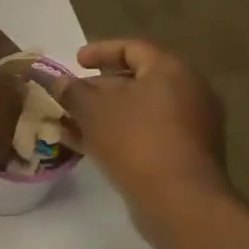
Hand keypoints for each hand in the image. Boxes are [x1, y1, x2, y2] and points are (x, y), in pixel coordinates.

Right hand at [55, 39, 231, 238]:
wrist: (179, 200)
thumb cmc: (135, 141)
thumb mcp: (92, 111)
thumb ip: (71, 90)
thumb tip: (55, 80)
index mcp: (171, 70)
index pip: (132, 48)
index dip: (100, 51)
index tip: (75, 61)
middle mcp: (190, 90)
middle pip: (139, 79)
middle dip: (101, 87)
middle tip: (74, 95)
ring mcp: (193, 123)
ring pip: (143, 109)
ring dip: (108, 113)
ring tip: (76, 123)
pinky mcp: (189, 153)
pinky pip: (150, 132)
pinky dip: (123, 132)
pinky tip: (94, 146)